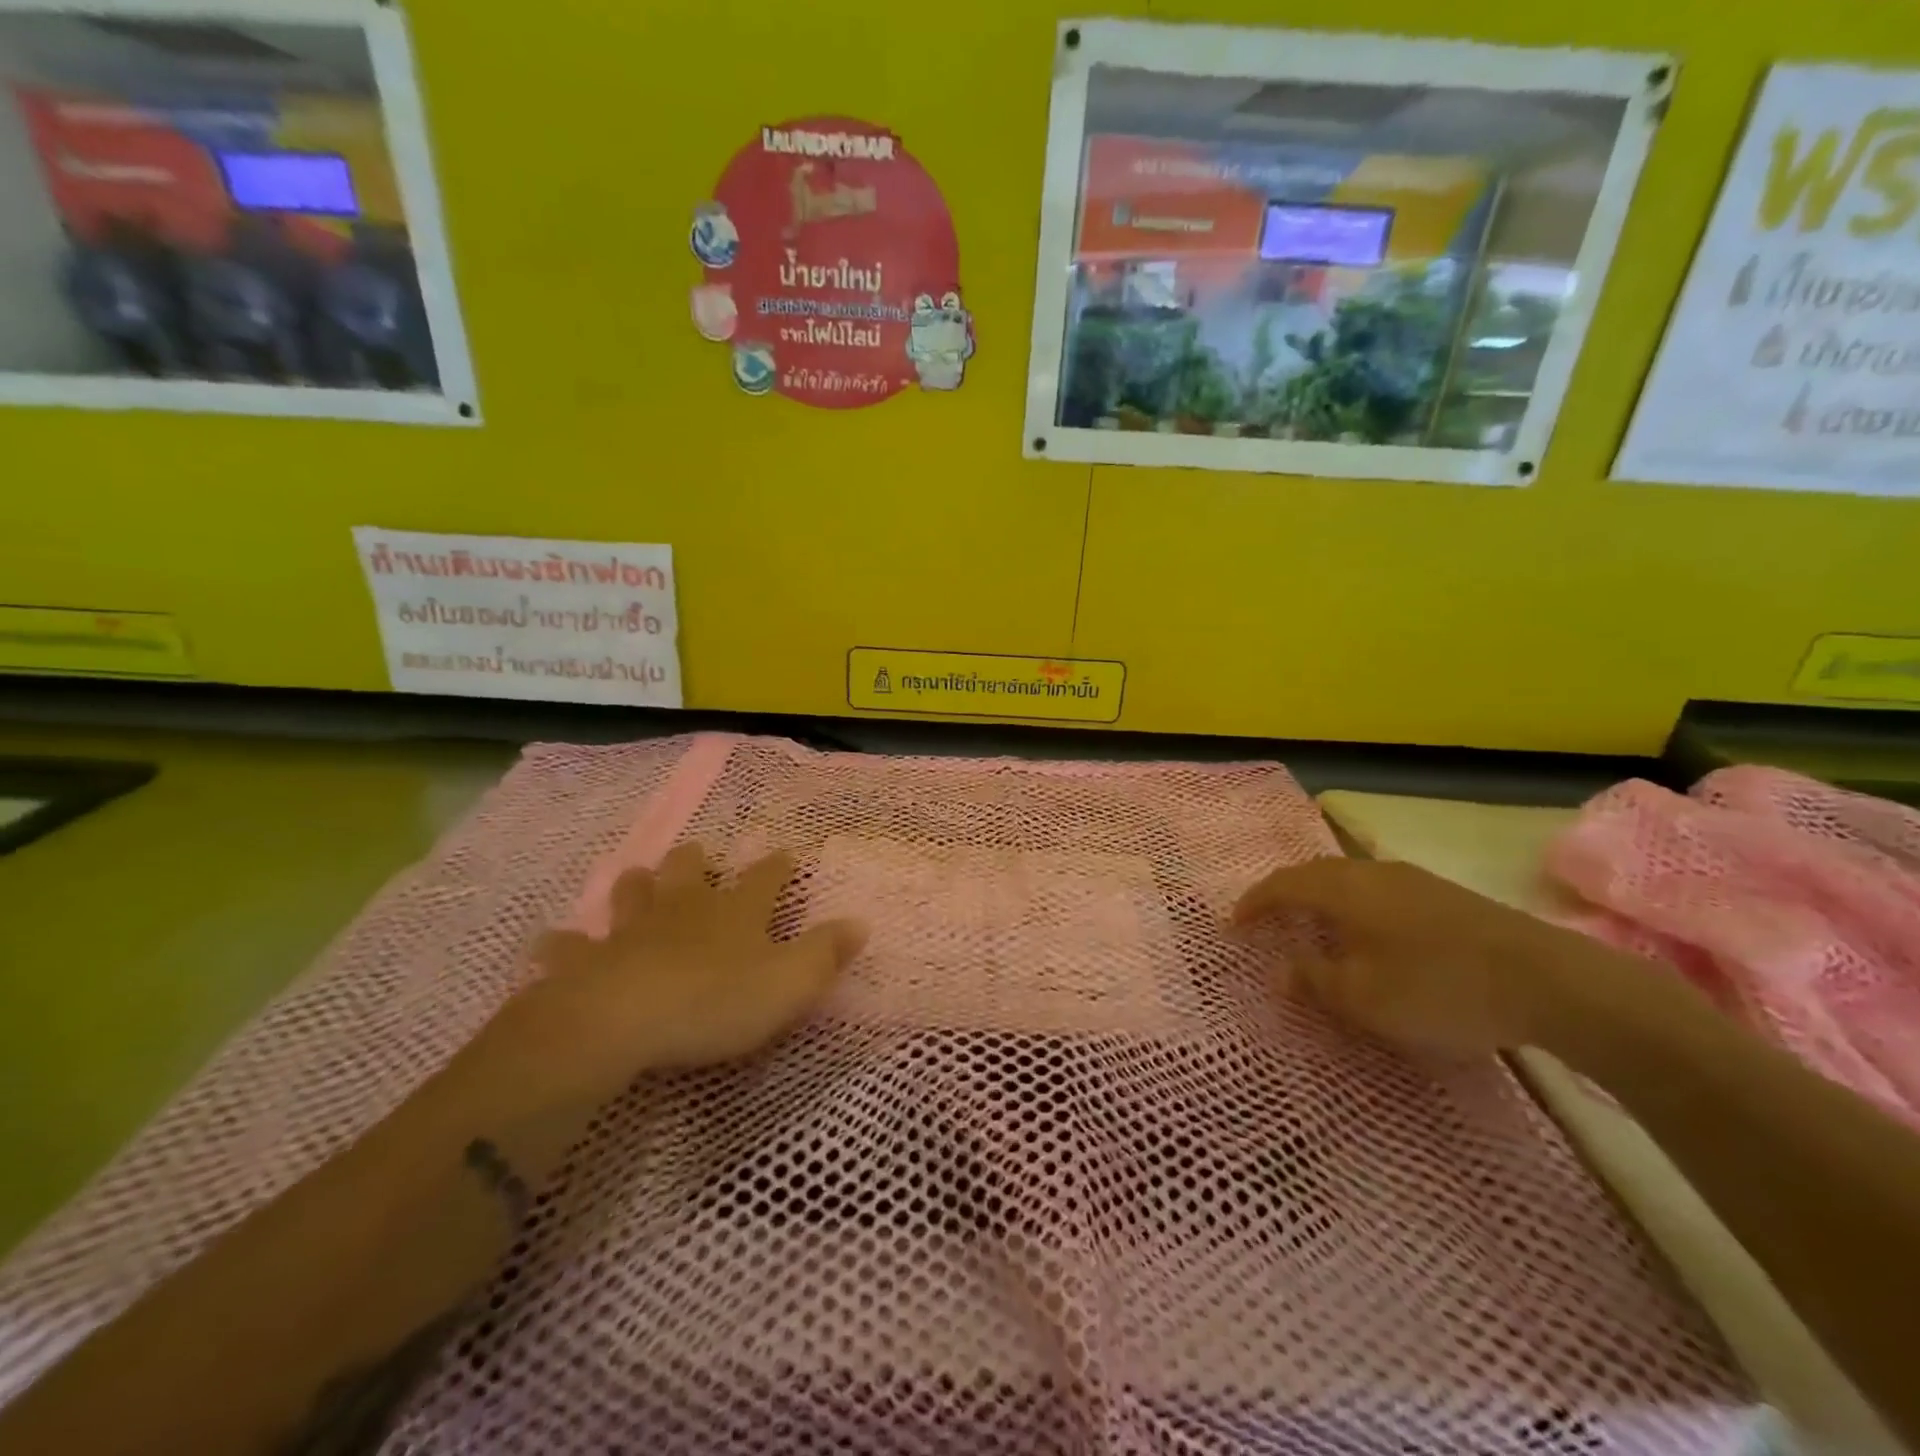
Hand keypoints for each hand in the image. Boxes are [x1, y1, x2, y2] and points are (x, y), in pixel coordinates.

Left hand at [455, 842, 865, 1115]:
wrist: (623, 1023)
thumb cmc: (716, 1001)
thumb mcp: (790, 983)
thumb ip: (825, 953)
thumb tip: (860, 922)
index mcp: (737, 912)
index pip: (766, 878)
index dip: (779, 865)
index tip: (787, 853)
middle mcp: (685, 909)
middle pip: (688, 870)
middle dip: (696, 860)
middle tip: (699, 855)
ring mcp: (631, 930)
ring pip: (632, 893)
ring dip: (636, 886)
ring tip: (637, 881)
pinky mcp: (586, 961)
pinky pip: (569, 947)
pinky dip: (564, 945)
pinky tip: (555, 946)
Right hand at [1232, 857, 1607, 1056]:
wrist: (1551, 981)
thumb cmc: (1439, 987)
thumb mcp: (1364, 997)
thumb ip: (1314, 980)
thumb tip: (1277, 970)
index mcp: (1343, 889)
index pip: (1282, 885)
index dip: (1253, 903)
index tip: (1233, 925)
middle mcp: (1372, 872)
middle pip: (1313, 874)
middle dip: (1284, 895)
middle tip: (1267, 921)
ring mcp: (1412, 879)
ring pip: (1348, 880)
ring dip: (1321, 900)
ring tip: (1312, 928)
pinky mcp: (1444, 895)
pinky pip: (1377, 891)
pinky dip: (1353, 906)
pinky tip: (1368, 934)